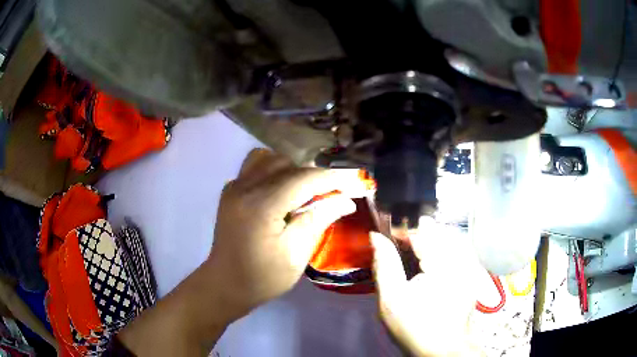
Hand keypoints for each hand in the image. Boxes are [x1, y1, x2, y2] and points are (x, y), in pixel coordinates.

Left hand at [119, 149, 365, 355]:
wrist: (225, 285)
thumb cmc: (262, 277)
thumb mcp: (296, 254)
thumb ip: (318, 220)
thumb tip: (345, 200)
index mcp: (261, 206)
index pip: (304, 179)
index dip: (333, 177)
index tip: (356, 180)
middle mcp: (244, 187)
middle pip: (287, 163)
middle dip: (314, 174)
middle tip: (333, 191)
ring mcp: (234, 187)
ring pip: (269, 158)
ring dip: (292, 168)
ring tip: (306, 188)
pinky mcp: (230, 191)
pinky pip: (254, 167)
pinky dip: (273, 170)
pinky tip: (282, 190)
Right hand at [371, 217, 481, 356]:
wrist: (442, 348)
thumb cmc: (413, 326)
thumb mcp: (391, 299)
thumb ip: (384, 264)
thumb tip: (376, 236)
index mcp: (441, 264)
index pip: (422, 228)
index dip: (402, 228)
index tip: (388, 238)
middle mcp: (461, 258)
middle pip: (437, 228)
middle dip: (417, 234)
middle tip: (400, 250)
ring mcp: (471, 264)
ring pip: (449, 235)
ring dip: (431, 240)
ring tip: (415, 256)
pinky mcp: (474, 271)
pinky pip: (459, 247)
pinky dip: (443, 248)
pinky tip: (433, 263)